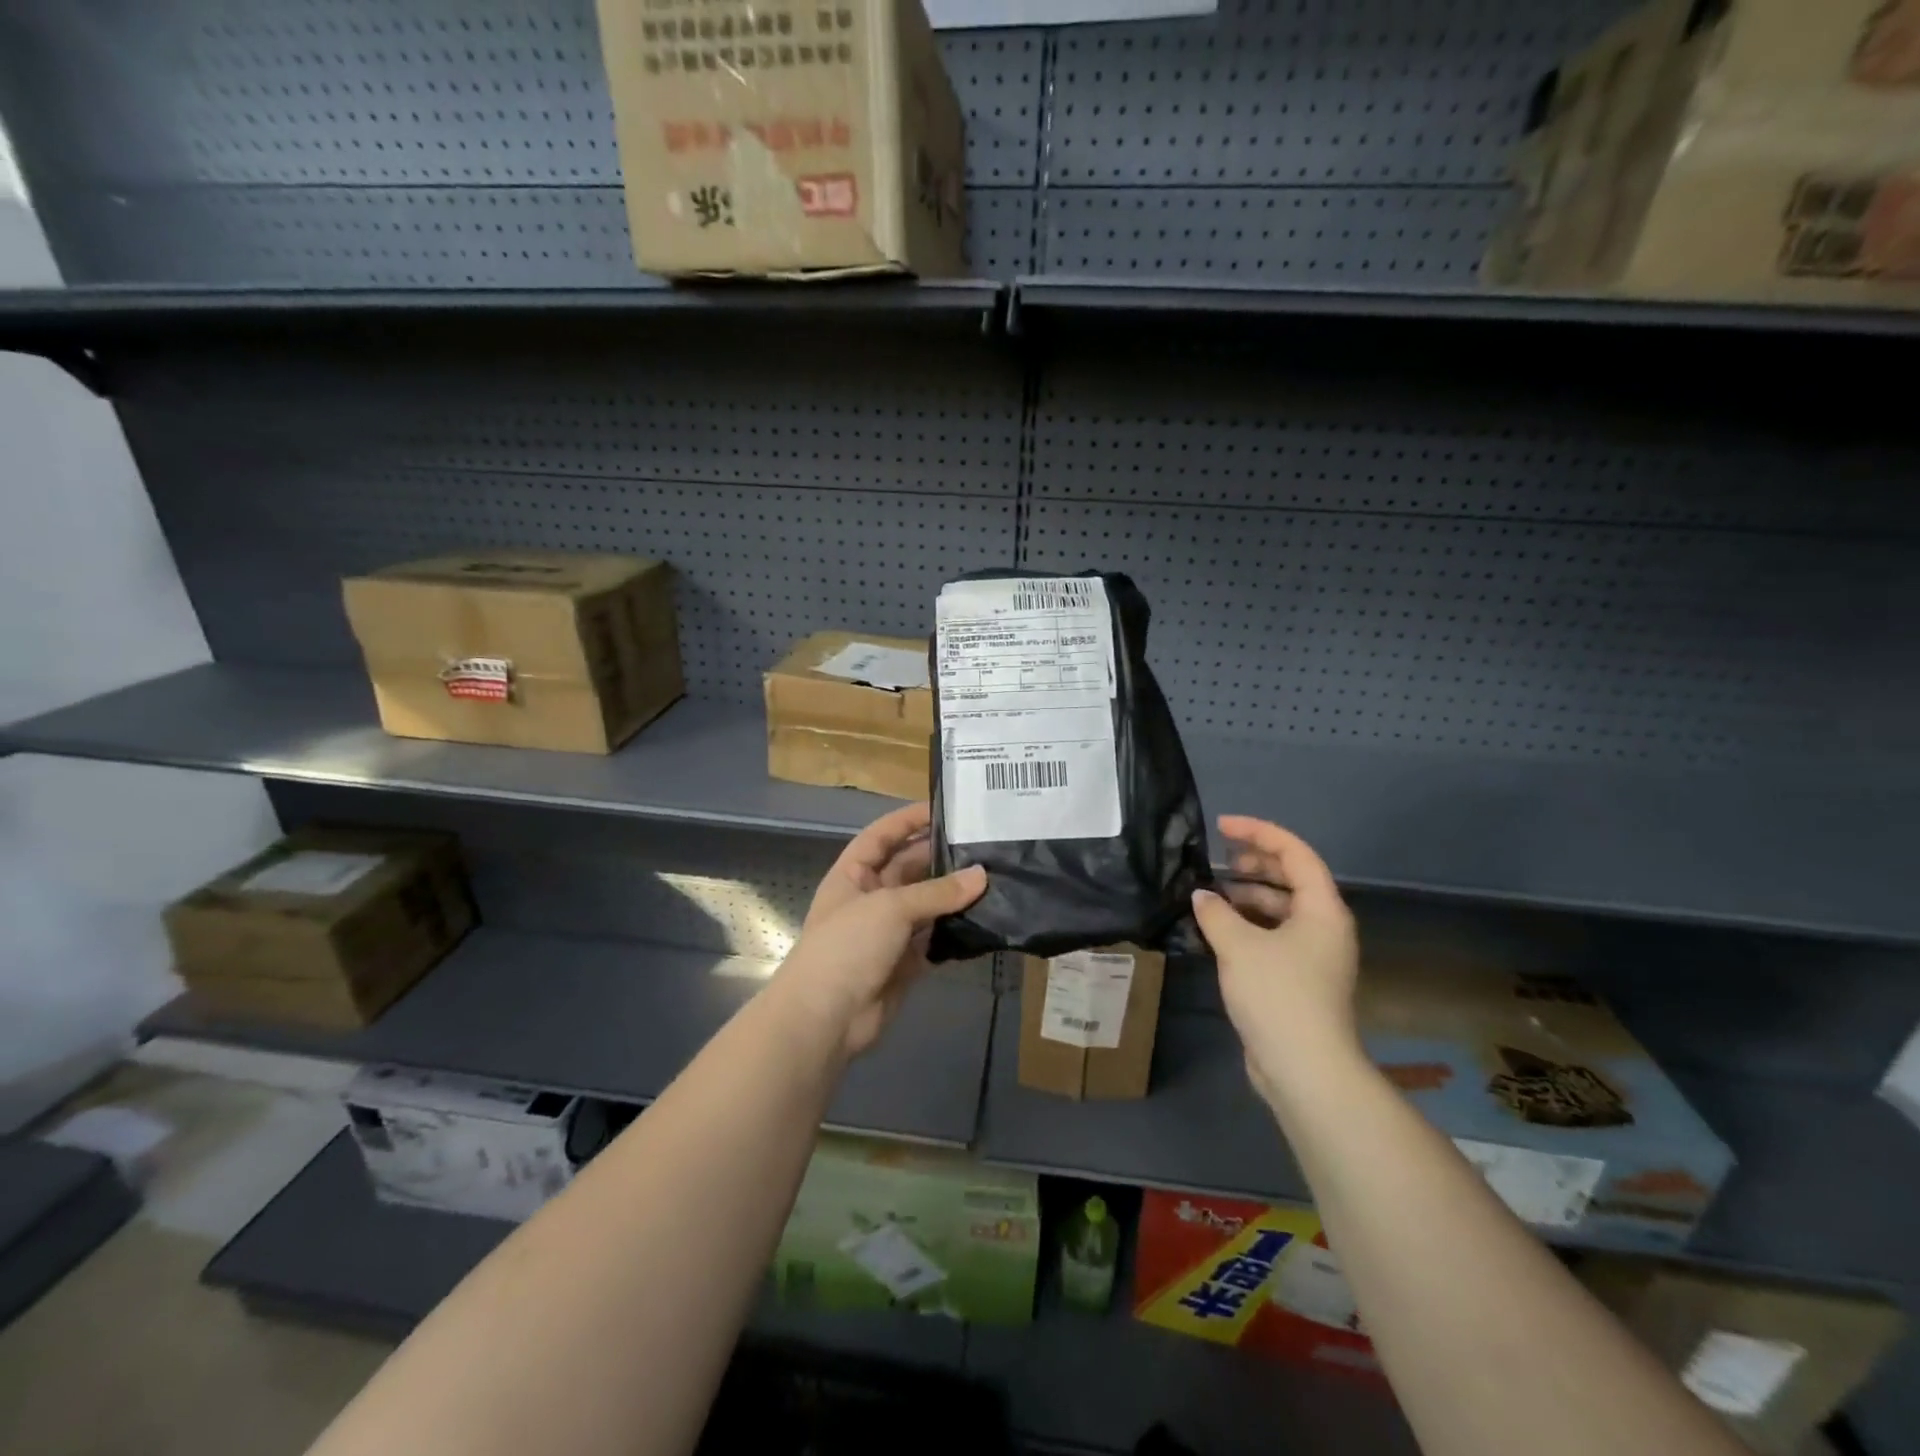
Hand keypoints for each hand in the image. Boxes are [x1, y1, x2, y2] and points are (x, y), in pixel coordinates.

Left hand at [771, 802, 987, 1059]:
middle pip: (909, 868)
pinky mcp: (905, 962)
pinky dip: (956, 930)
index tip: (946, 809)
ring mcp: (888, 932)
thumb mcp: (891, 907)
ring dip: (954, 895)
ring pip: (927, 904)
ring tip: (995, 877)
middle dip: (941, 857)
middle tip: (984, 844)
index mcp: (853, 874)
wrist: (826, 1018)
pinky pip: (935, 938)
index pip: (882, 836)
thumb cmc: (847, 946)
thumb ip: (937, 892)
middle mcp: (870, 898)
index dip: (909, 820)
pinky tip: (986, 918)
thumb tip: (982, 875)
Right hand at [1190, 815, 1360, 1106]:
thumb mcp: (1239, 945)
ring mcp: (1314, 955)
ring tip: (1211, 894)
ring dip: (1247, 896)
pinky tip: (1217, 929)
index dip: (1258, 833)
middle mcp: (1324, 926)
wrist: (1305, 1068)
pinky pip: (1273, 935)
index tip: (1222, 827)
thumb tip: (1202, 896)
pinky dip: (1248, 924)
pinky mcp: (1299, 979)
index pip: (1295, 853)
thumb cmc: (1278, 994)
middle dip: (1254, 863)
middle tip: (1217, 860)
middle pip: (1291, 878)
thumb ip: (1216, 912)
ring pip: (1281, 909)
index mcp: (1322, 909)